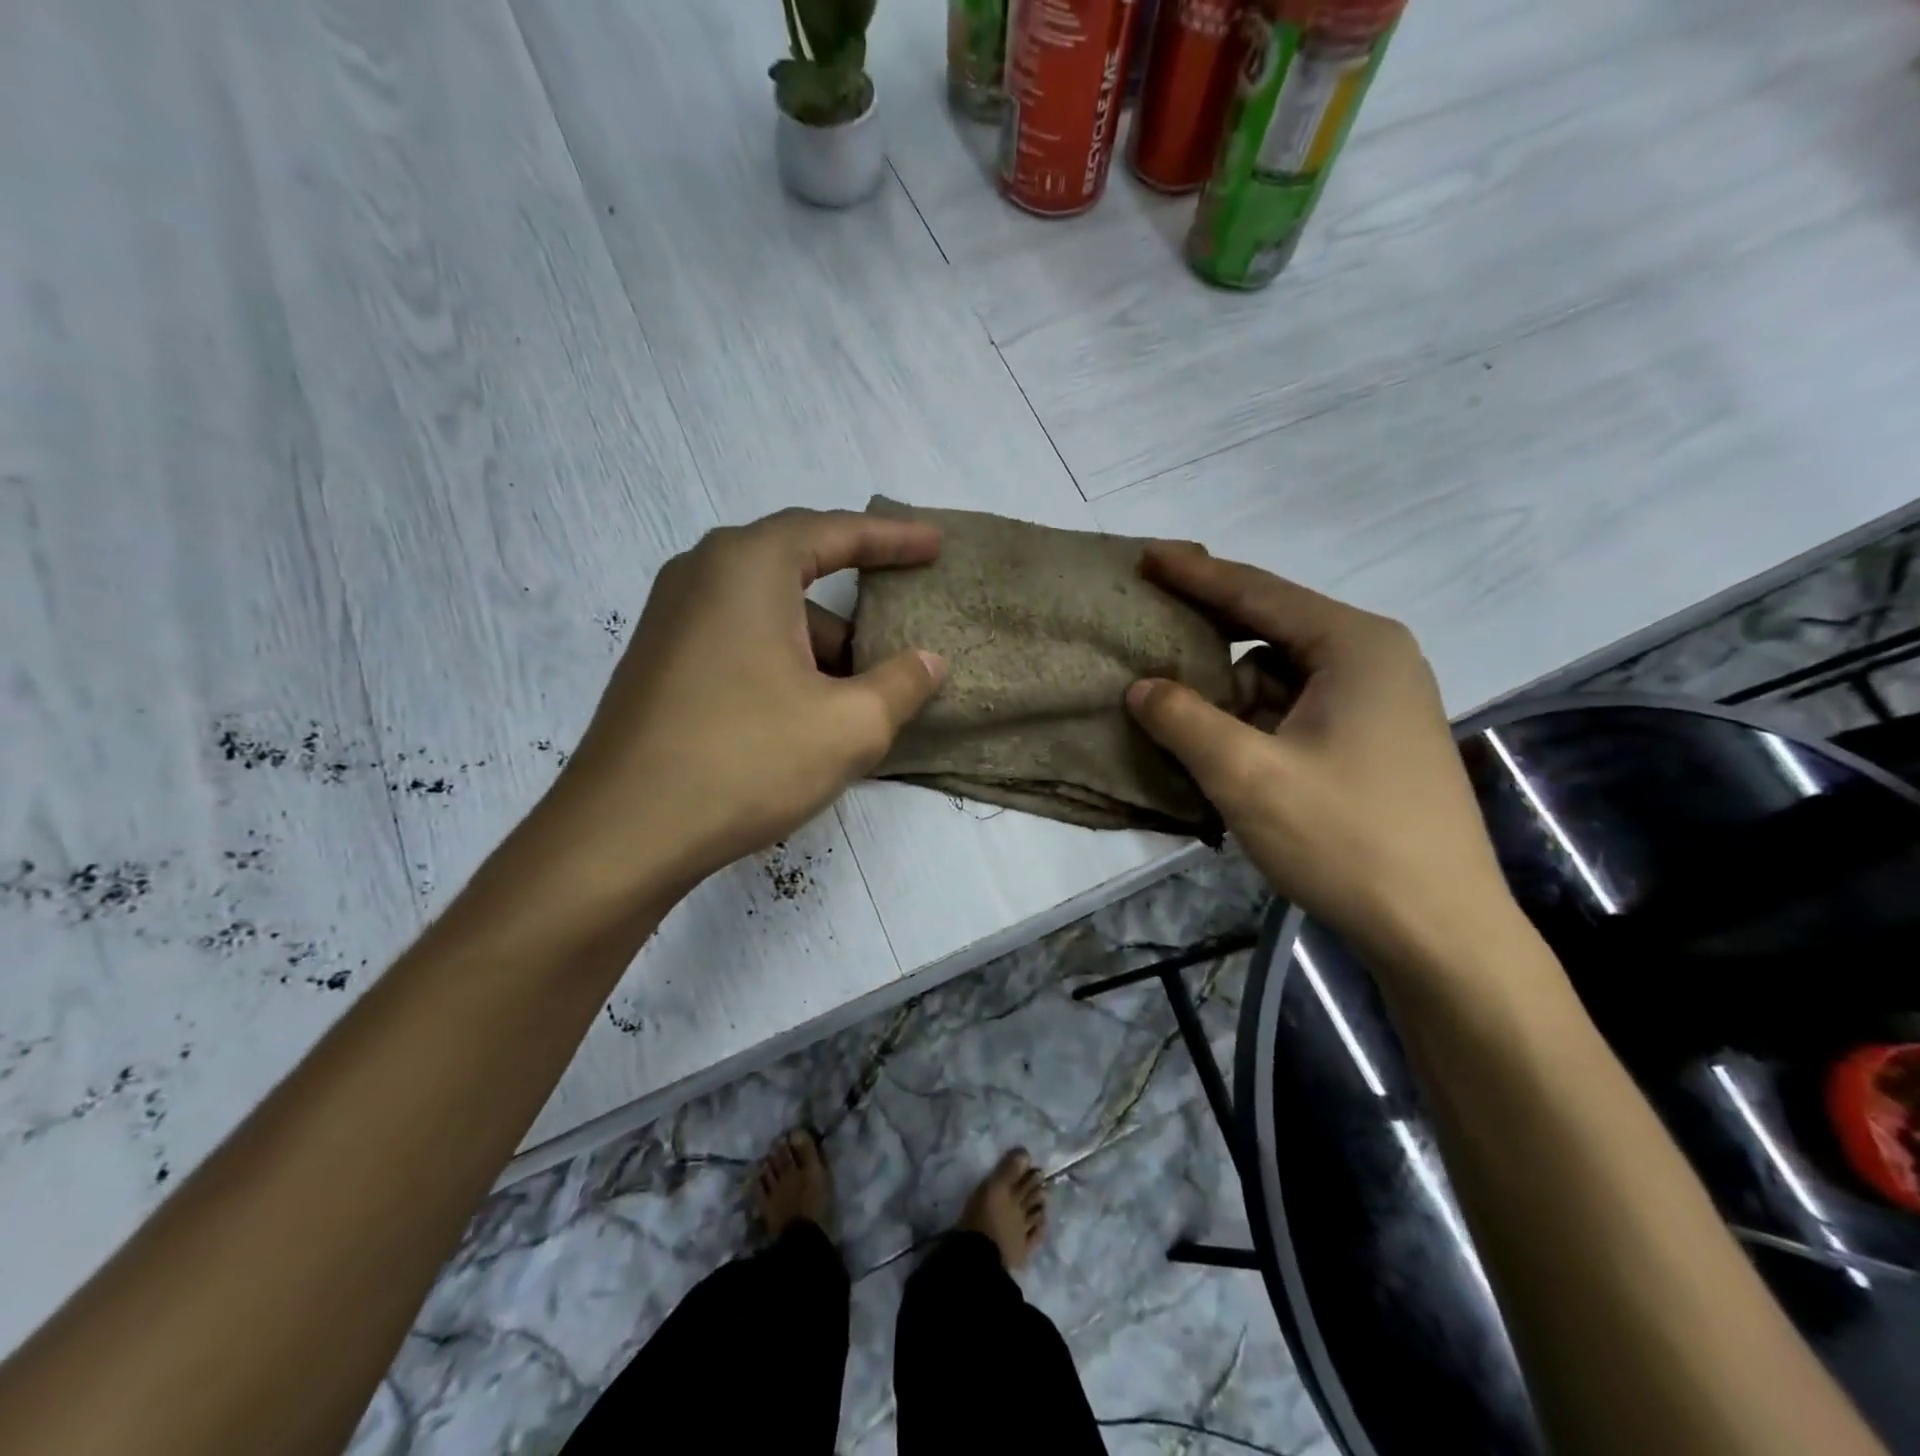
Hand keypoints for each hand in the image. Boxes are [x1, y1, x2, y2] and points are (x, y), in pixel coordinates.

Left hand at [542, 508, 946, 908]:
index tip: (936, 544)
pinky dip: (784, 664)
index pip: (836, 531)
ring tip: (862, 697)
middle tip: (901, 620)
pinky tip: (808, 716)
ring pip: (769, 615)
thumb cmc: (746, 760)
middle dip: (855, 600)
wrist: (623, 834)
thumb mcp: (850, 725)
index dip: (894, 538)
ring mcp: (671, 619)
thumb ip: (903, 683)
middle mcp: (702, 574)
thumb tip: (929, 660)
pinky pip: (740, 642)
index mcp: (748, 566)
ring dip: (820, 646)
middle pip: (798, 569)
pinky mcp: (660, 663)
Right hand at [1126, 544, 1517, 974]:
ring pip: (1281, 676)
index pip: (1257, 593)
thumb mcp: (1247, 775)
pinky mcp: (1372, 744)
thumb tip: (1140, 687)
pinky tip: (1215, 743)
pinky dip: (1252, 720)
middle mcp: (1373, 660)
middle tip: (1147, 624)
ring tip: (1169, 698)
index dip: (1194, 574)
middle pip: (1271, 629)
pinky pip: (1295, 711)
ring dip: (1227, 688)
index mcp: (1354, 646)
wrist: (1439, 932)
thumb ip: (1184, 720)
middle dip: (1208, 632)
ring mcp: (1378, 704)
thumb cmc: (1345, 840)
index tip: (1144, 556)